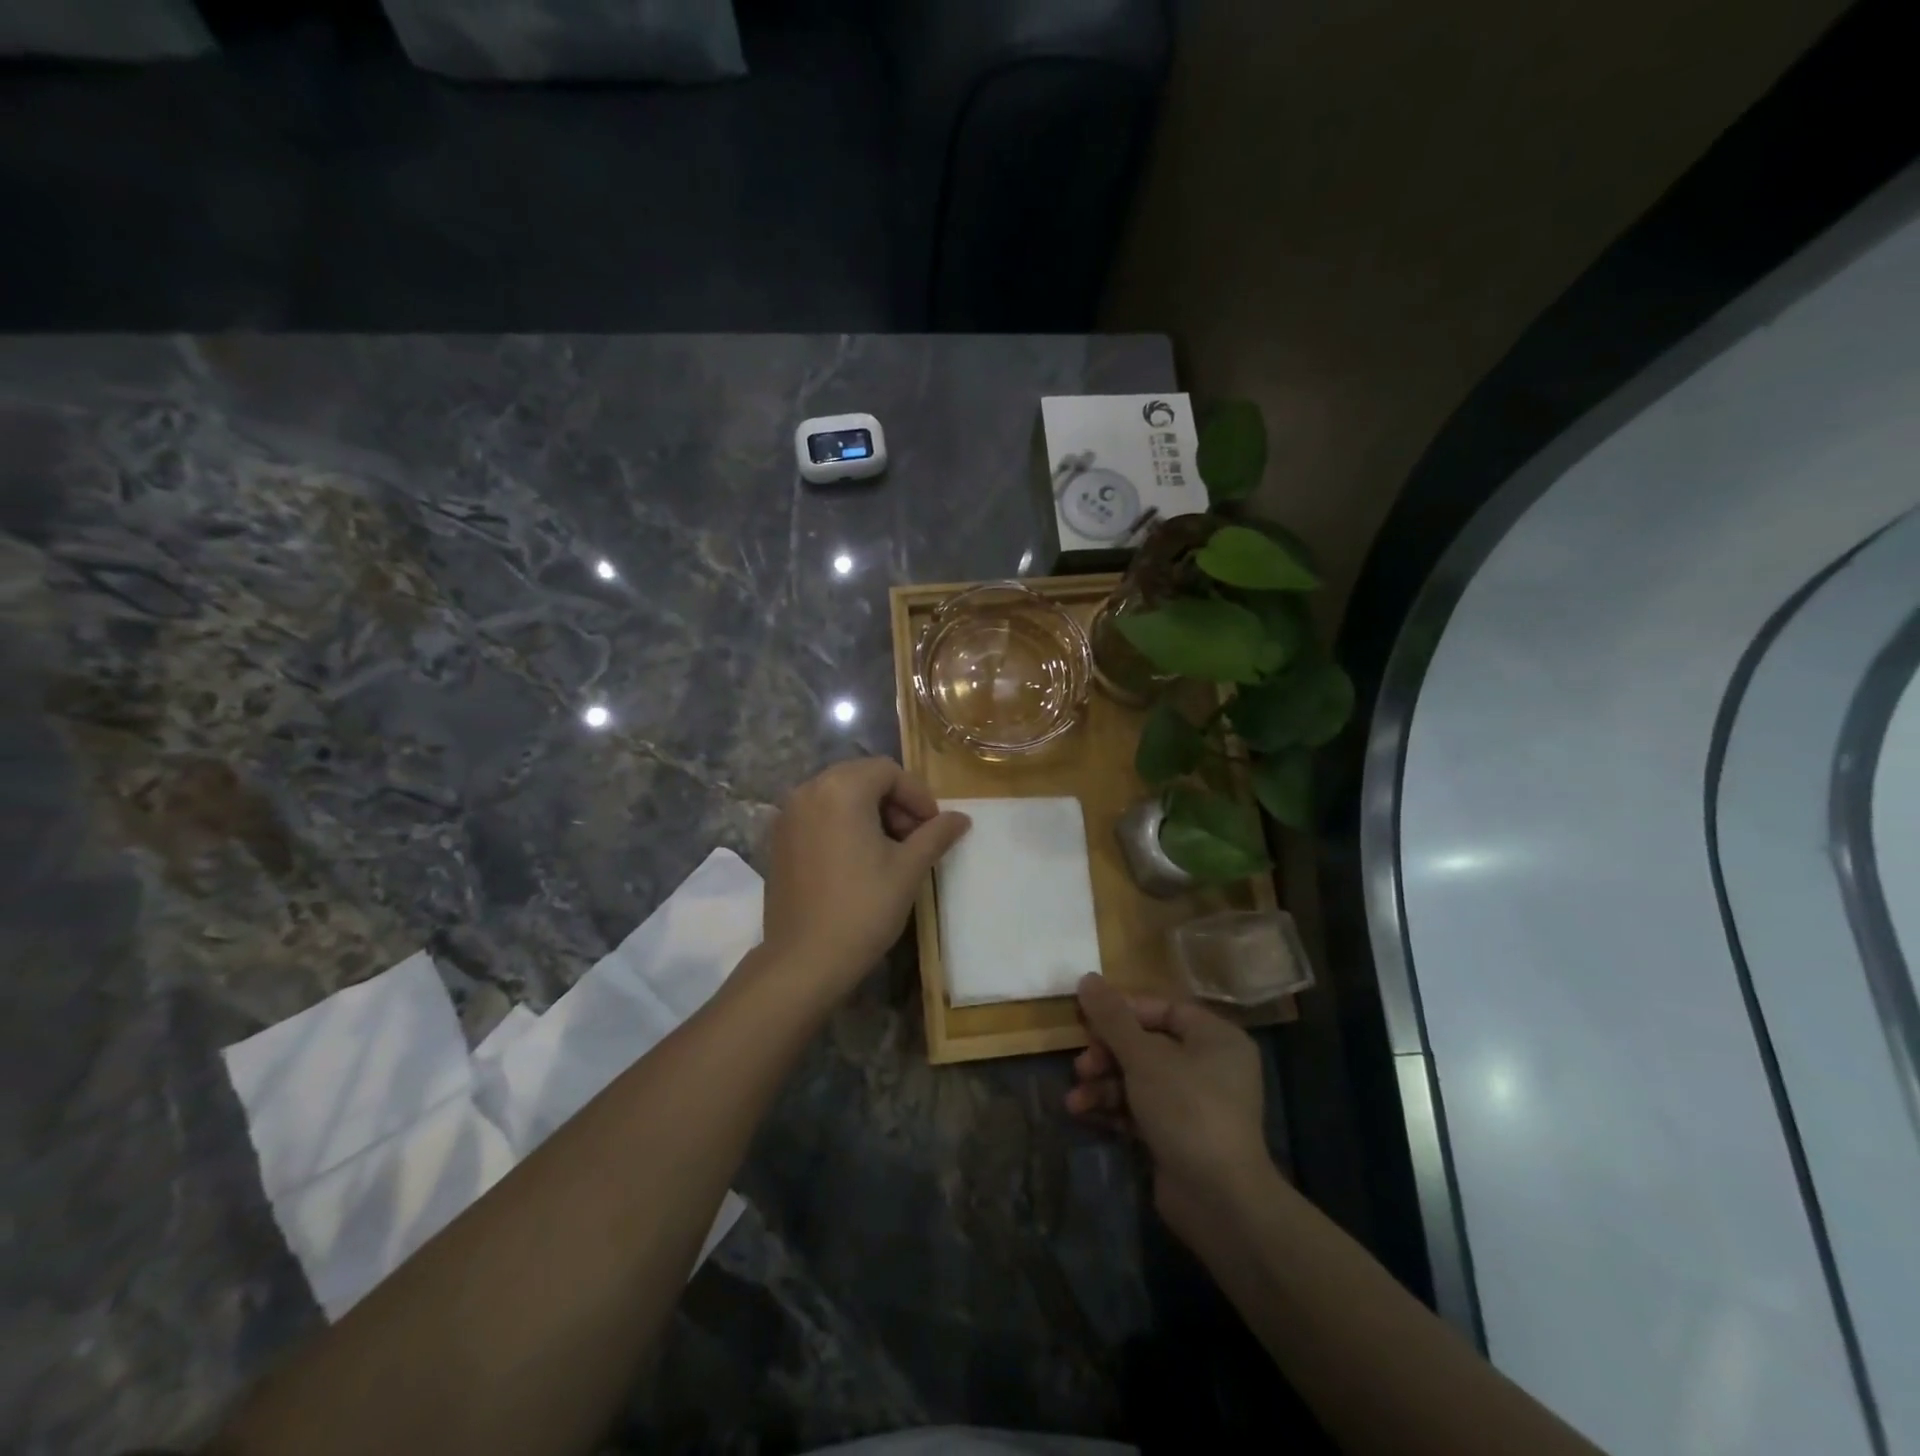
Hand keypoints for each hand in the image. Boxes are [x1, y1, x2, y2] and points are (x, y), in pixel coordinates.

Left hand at [761, 758, 970, 1000]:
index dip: (917, 795)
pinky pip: (818, 815)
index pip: (888, 771)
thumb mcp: (908, 868)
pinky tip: (859, 859)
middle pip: (861, 777)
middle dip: (894, 801)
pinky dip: (843, 823)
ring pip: (839, 795)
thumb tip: (962, 818)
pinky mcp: (778, 840)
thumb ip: (936, 834)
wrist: (804, 961)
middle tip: (915, 837)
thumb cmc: (863, 909)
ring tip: (890, 850)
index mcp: (840, 789)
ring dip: (870, 812)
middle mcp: (808, 791)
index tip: (934, 827)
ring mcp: (787, 815)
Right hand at [1068, 974, 1271, 1243]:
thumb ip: (1112, 1017)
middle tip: (1081, 1065)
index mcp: (1215, 1037)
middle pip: (1147, 1044)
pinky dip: (1114, 1109)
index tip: (1088, 1020)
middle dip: (1108, 1054)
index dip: (1123, 1011)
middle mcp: (1210, 1066)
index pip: (1163, 1009)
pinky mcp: (1179, 1136)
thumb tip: (1086, 977)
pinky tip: (1084, 1114)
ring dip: (1104, 1085)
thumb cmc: (1186, 1110)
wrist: (1219, 1201)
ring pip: (1140, 1079)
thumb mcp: (1144, 1057)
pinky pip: (1141, 1109)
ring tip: (1074, 1099)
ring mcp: (1195, 1104)